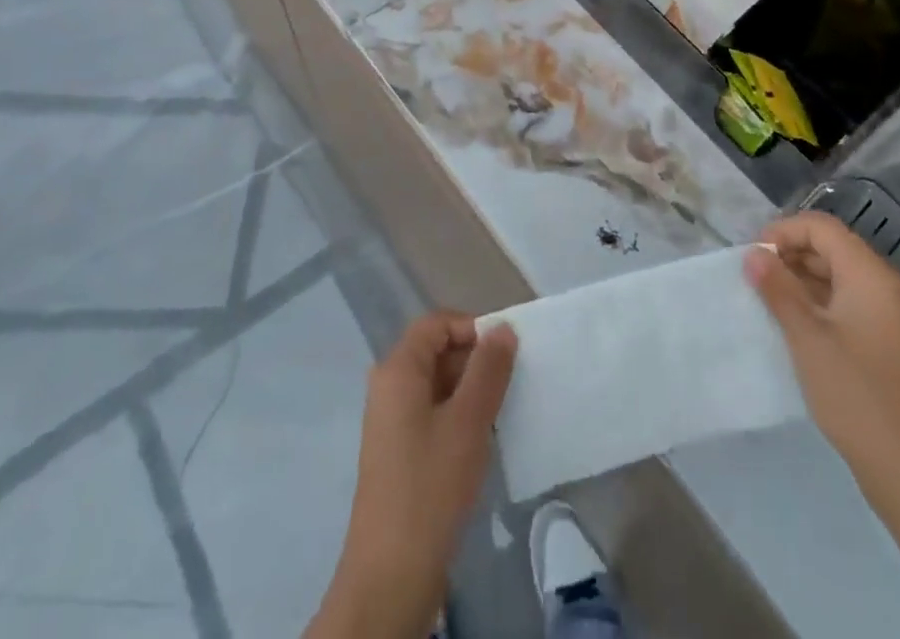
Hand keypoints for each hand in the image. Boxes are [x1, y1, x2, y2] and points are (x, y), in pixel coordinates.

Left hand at [315, 312, 516, 638]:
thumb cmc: (431, 486)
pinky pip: (432, 413)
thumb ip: (488, 369)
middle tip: (510, 385)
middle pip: (436, 351)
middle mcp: (389, 386)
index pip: (437, 323)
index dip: (472, 328)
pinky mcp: (398, 452)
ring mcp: (391, 421)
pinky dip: (458, 417)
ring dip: (470, 392)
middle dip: (475, 361)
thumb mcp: (469, 421)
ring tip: (502, 414)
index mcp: (398, 369)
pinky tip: (482, 441)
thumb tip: (502, 328)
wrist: (391, 575)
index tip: (506, 354)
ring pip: (437, 385)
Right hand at [744, 212, 899, 521]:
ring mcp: (884, 317)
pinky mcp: (881, 344)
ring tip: (764, 301)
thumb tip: (753, 254)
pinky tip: (790, 326)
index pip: (821, 227)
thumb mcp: (807, 338)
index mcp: (868, 275)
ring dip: (798, 280)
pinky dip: (814, 304)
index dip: (783, 231)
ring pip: (835, 277)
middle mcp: (880, 286)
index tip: (752, 257)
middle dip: (788, 254)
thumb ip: (778, 290)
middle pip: (829, 248)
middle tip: (753, 278)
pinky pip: (842, 304)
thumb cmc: (857, 395)